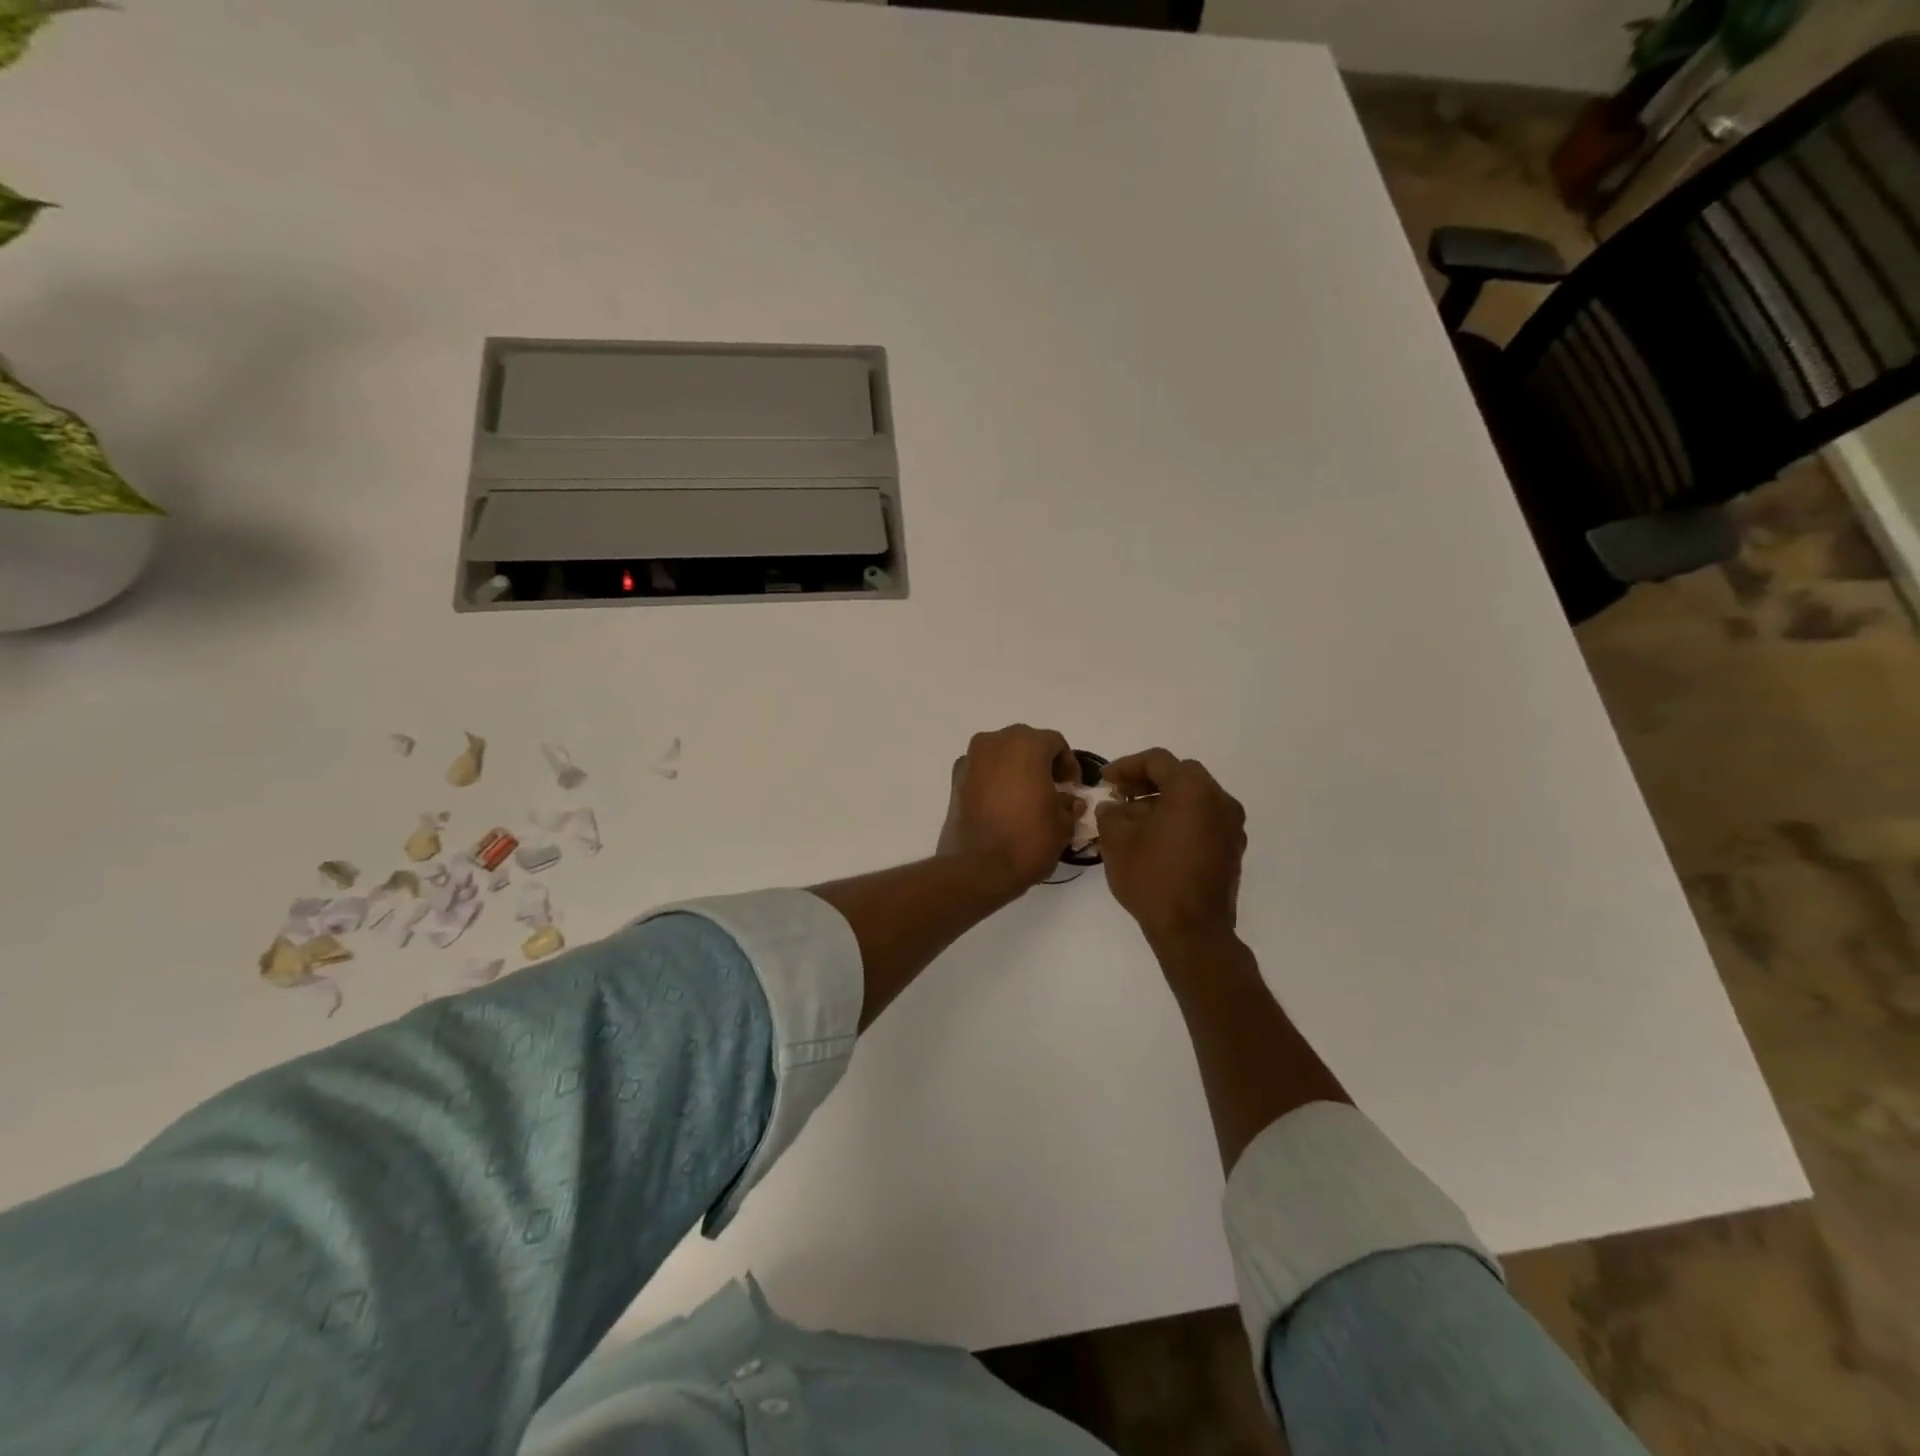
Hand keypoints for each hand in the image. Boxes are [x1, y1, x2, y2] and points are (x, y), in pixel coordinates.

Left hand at [937, 725, 1081, 897]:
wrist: (977, 868)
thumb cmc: (1027, 840)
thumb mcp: (1063, 824)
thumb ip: (1069, 804)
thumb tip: (1068, 800)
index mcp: (1026, 745)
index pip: (1055, 743)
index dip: (1068, 764)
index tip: (1072, 789)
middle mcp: (995, 743)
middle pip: (1025, 742)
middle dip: (1040, 762)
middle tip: (1051, 789)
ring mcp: (971, 759)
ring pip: (1001, 754)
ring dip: (1015, 769)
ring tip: (1026, 798)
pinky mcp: (955, 780)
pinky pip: (982, 770)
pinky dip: (994, 780)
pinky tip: (1002, 805)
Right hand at [1096, 749, 1246, 948]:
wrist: (1193, 930)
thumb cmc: (1152, 878)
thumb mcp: (1117, 841)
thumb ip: (1111, 814)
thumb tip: (1114, 807)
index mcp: (1192, 790)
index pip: (1158, 761)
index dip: (1126, 766)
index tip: (1105, 781)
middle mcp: (1219, 800)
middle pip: (1181, 774)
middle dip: (1148, 781)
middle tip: (1122, 795)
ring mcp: (1231, 825)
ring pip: (1195, 797)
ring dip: (1165, 800)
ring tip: (1135, 820)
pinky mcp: (1233, 848)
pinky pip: (1205, 818)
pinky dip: (1182, 818)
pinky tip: (1158, 839)